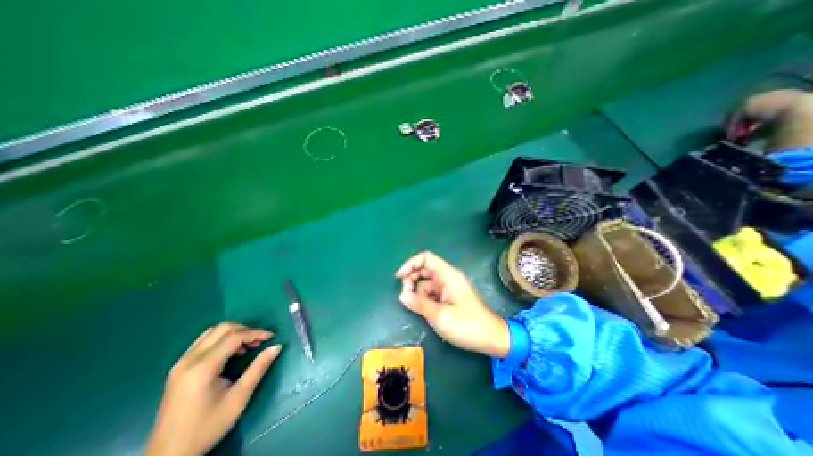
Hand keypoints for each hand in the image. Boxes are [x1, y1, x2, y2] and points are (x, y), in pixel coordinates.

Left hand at [145, 322, 283, 454]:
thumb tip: (277, 346)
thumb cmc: (207, 427)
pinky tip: (231, 353)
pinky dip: (222, 340)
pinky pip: (204, 341)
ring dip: (233, 333)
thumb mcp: (239, 398)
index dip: (256, 333)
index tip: (272, 337)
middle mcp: (189, 360)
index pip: (234, 336)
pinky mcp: (178, 368)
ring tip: (247, 347)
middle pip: (222, 328)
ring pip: (212, 332)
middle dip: (245, 330)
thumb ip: (258, 368)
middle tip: (259, 341)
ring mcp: (180, 363)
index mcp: (202, 368)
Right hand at [393, 250, 505, 357]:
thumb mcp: (439, 315)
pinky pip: (432, 293)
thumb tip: (402, 296)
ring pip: (427, 282)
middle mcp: (447, 277)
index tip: (399, 277)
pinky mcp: (450, 297)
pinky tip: (422, 309)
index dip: (410, 264)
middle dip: (412, 279)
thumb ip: (419, 304)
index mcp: (447, 275)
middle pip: (424, 269)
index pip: (426, 258)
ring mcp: (449, 288)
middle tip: (405, 295)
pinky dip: (424, 298)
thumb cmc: (466, 324)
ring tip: (413, 306)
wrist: (491, 338)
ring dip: (417, 291)